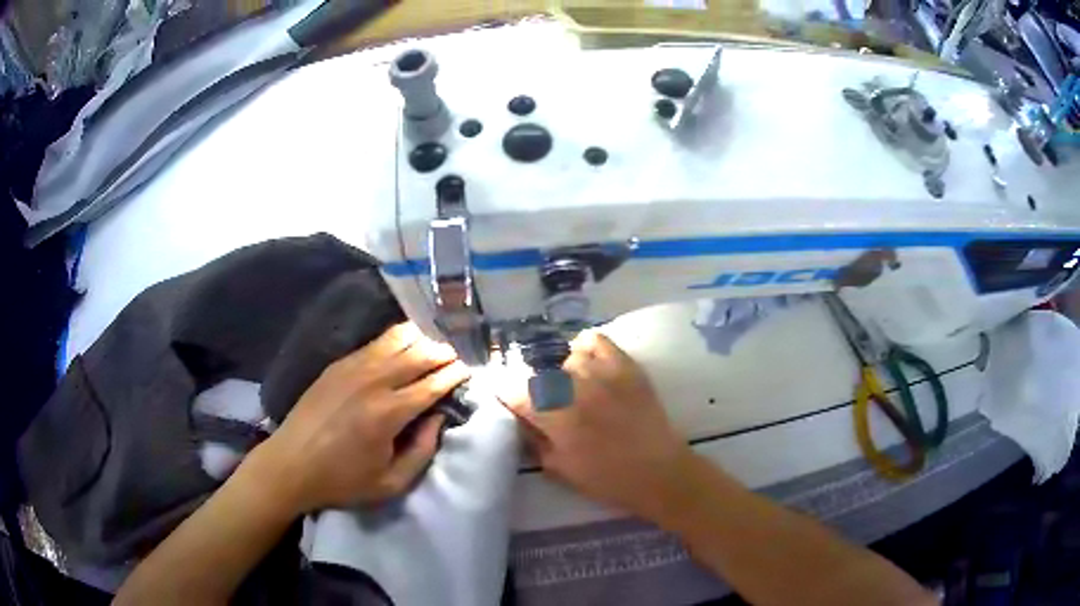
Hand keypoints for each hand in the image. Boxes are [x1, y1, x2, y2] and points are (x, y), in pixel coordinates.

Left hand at [253, 323, 469, 514]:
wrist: (292, 464)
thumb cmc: (343, 481)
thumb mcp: (391, 483)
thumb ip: (422, 451)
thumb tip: (438, 417)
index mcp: (388, 413)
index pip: (432, 383)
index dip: (454, 374)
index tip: (468, 371)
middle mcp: (373, 382)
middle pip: (418, 353)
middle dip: (442, 353)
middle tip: (454, 359)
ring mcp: (353, 367)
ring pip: (397, 339)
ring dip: (420, 341)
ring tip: (431, 349)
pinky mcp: (338, 364)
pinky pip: (375, 342)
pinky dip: (395, 340)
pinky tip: (402, 347)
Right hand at [498, 331, 693, 520]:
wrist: (659, 472)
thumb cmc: (607, 479)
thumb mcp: (559, 469)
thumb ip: (534, 440)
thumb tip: (520, 419)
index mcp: (554, 417)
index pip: (514, 393)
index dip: (506, 397)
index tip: (508, 403)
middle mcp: (574, 388)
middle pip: (539, 375)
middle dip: (536, 390)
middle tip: (546, 406)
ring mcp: (602, 373)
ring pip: (567, 358)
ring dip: (563, 373)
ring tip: (572, 389)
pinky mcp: (626, 366)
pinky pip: (597, 341)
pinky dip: (586, 348)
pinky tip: (587, 363)